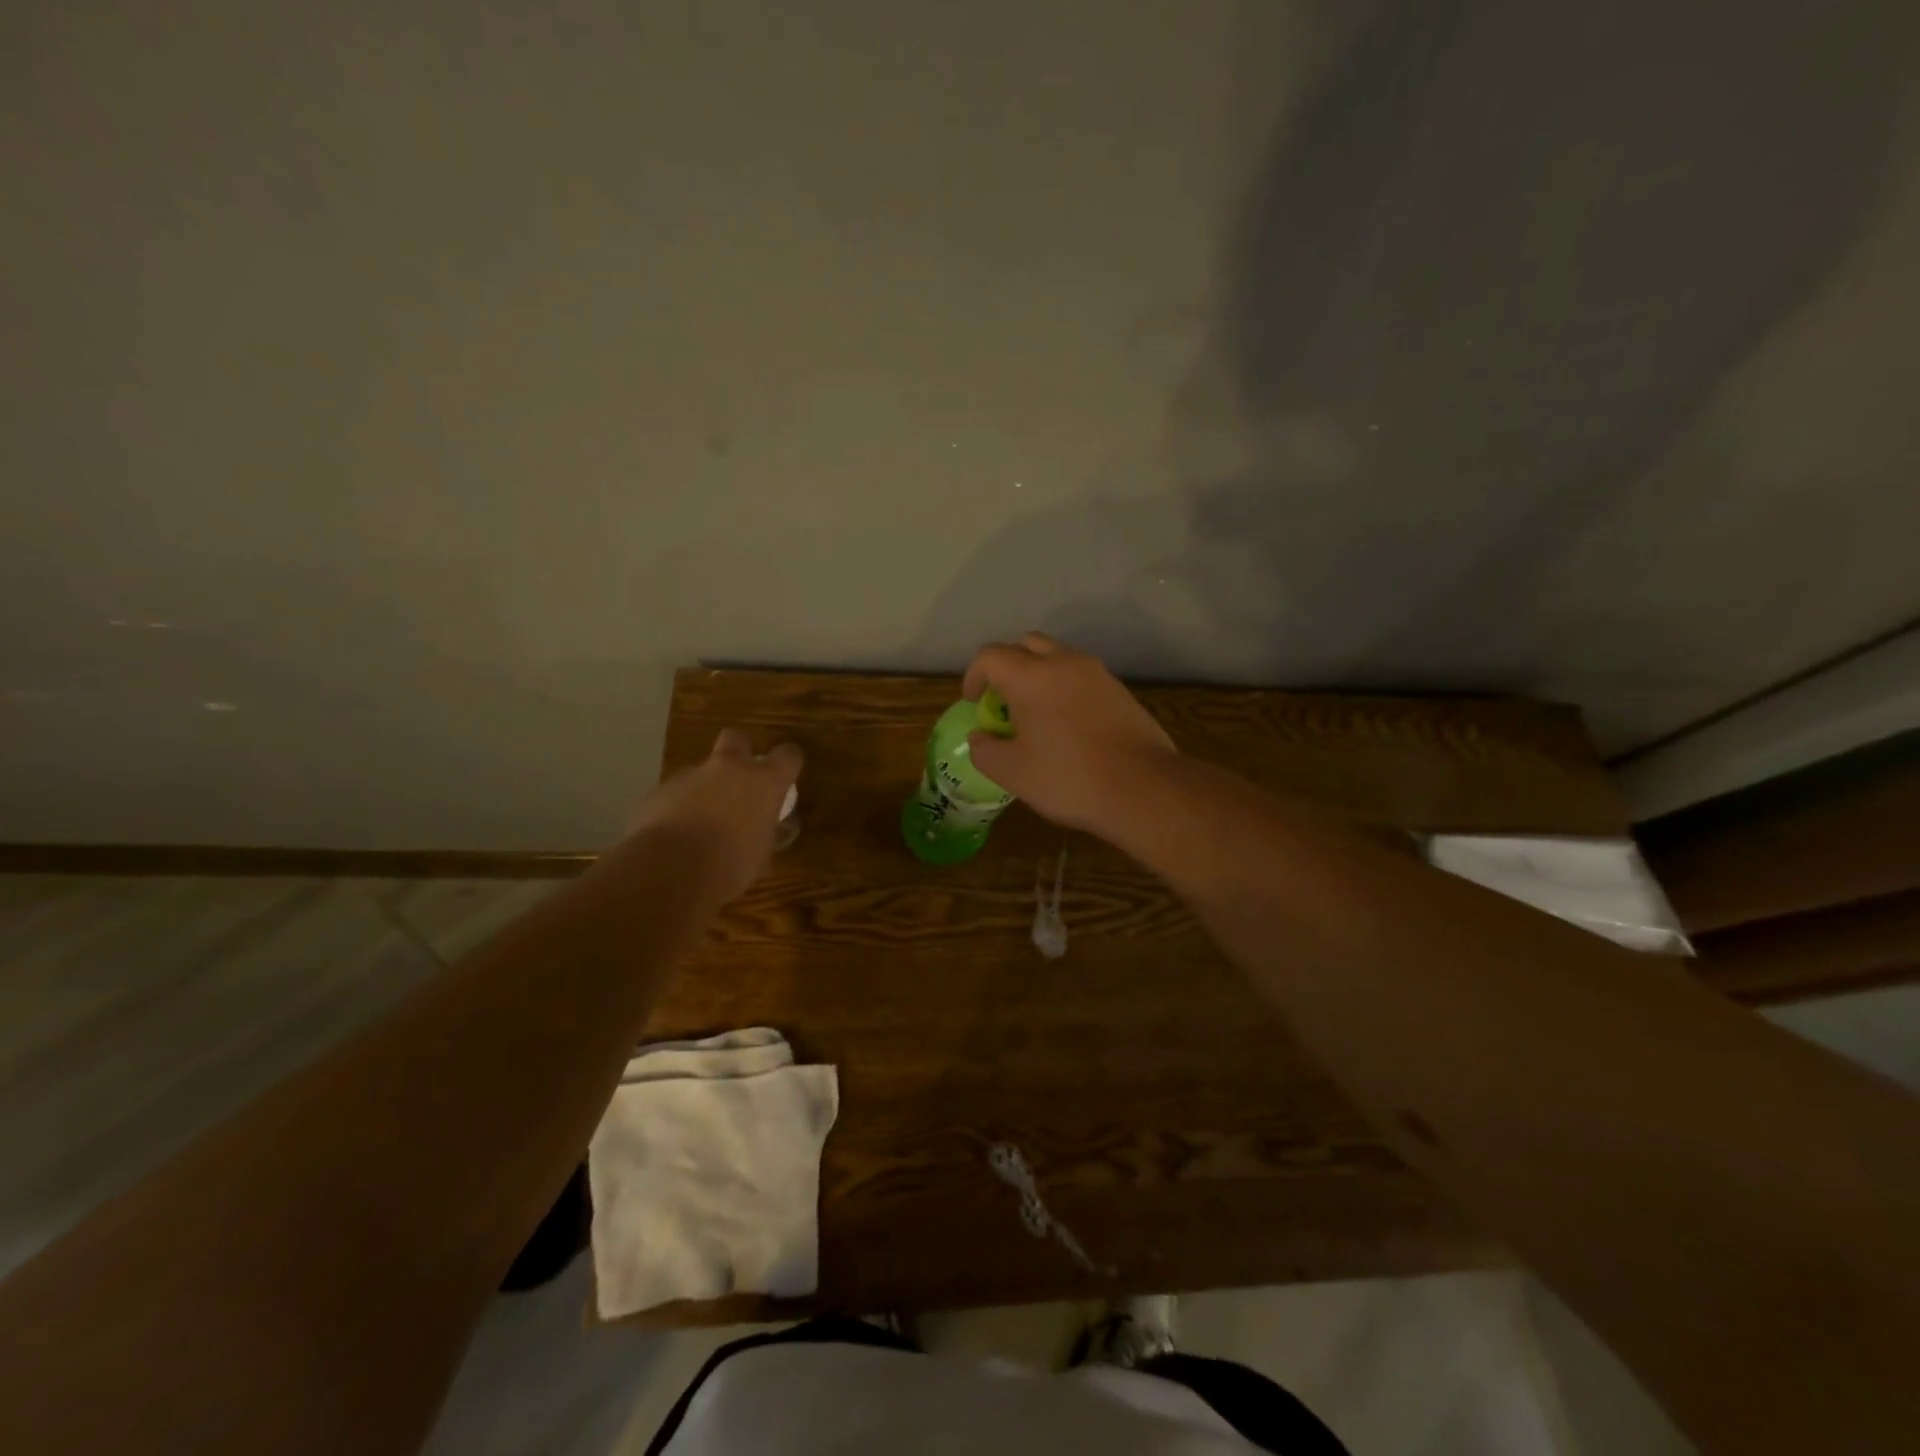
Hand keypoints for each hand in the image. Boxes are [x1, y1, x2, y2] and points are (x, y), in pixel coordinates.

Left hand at [622, 729, 802, 902]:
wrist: (669, 872)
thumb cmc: (730, 867)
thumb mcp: (761, 858)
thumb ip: (763, 836)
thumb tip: (762, 835)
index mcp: (763, 783)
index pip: (788, 755)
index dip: (789, 762)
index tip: (786, 777)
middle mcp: (729, 769)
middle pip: (737, 738)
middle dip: (739, 753)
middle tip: (738, 781)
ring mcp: (690, 776)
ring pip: (701, 771)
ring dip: (704, 788)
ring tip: (700, 823)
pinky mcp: (659, 791)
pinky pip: (675, 793)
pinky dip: (678, 808)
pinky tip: (674, 835)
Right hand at [962, 633, 1175, 833]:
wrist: (1143, 788)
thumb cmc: (1069, 778)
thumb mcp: (1012, 772)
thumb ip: (985, 750)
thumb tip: (980, 737)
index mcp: (1032, 676)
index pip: (990, 656)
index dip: (974, 676)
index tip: (974, 703)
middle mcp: (1065, 663)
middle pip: (1026, 644)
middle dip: (1007, 666)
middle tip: (1002, 701)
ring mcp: (1097, 674)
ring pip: (1058, 657)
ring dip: (1038, 675)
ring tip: (1035, 714)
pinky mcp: (1120, 690)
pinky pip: (1081, 677)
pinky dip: (1064, 688)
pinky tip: (1067, 725)